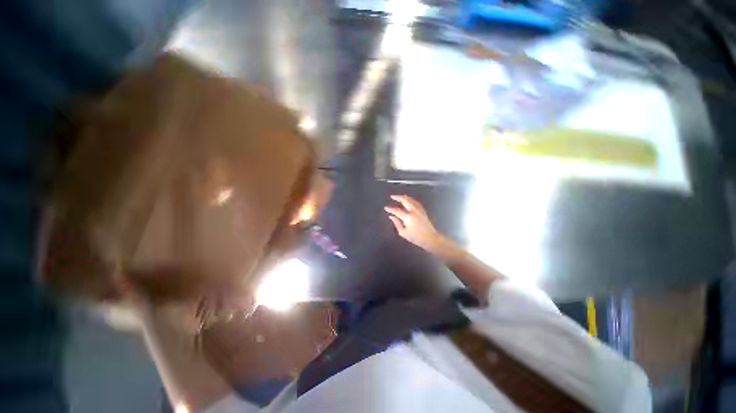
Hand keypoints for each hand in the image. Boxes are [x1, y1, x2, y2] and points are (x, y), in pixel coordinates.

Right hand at [384, 195, 455, 257]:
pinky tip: (408, 200)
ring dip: (404, 197)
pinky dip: (411, 199)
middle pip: (405, 200)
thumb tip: (391, 216)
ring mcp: (419, 210)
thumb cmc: (416, 237)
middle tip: (392, 196)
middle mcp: (414, 211)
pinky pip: (415, 202)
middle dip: (398, 197)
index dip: (390, 209)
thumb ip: (396, 223)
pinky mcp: (423, 210)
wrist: (430, 238)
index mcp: (408, 217)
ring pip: (411, 199)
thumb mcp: (403, 232)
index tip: (386, 208)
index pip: (397, 210)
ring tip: (399, 197)